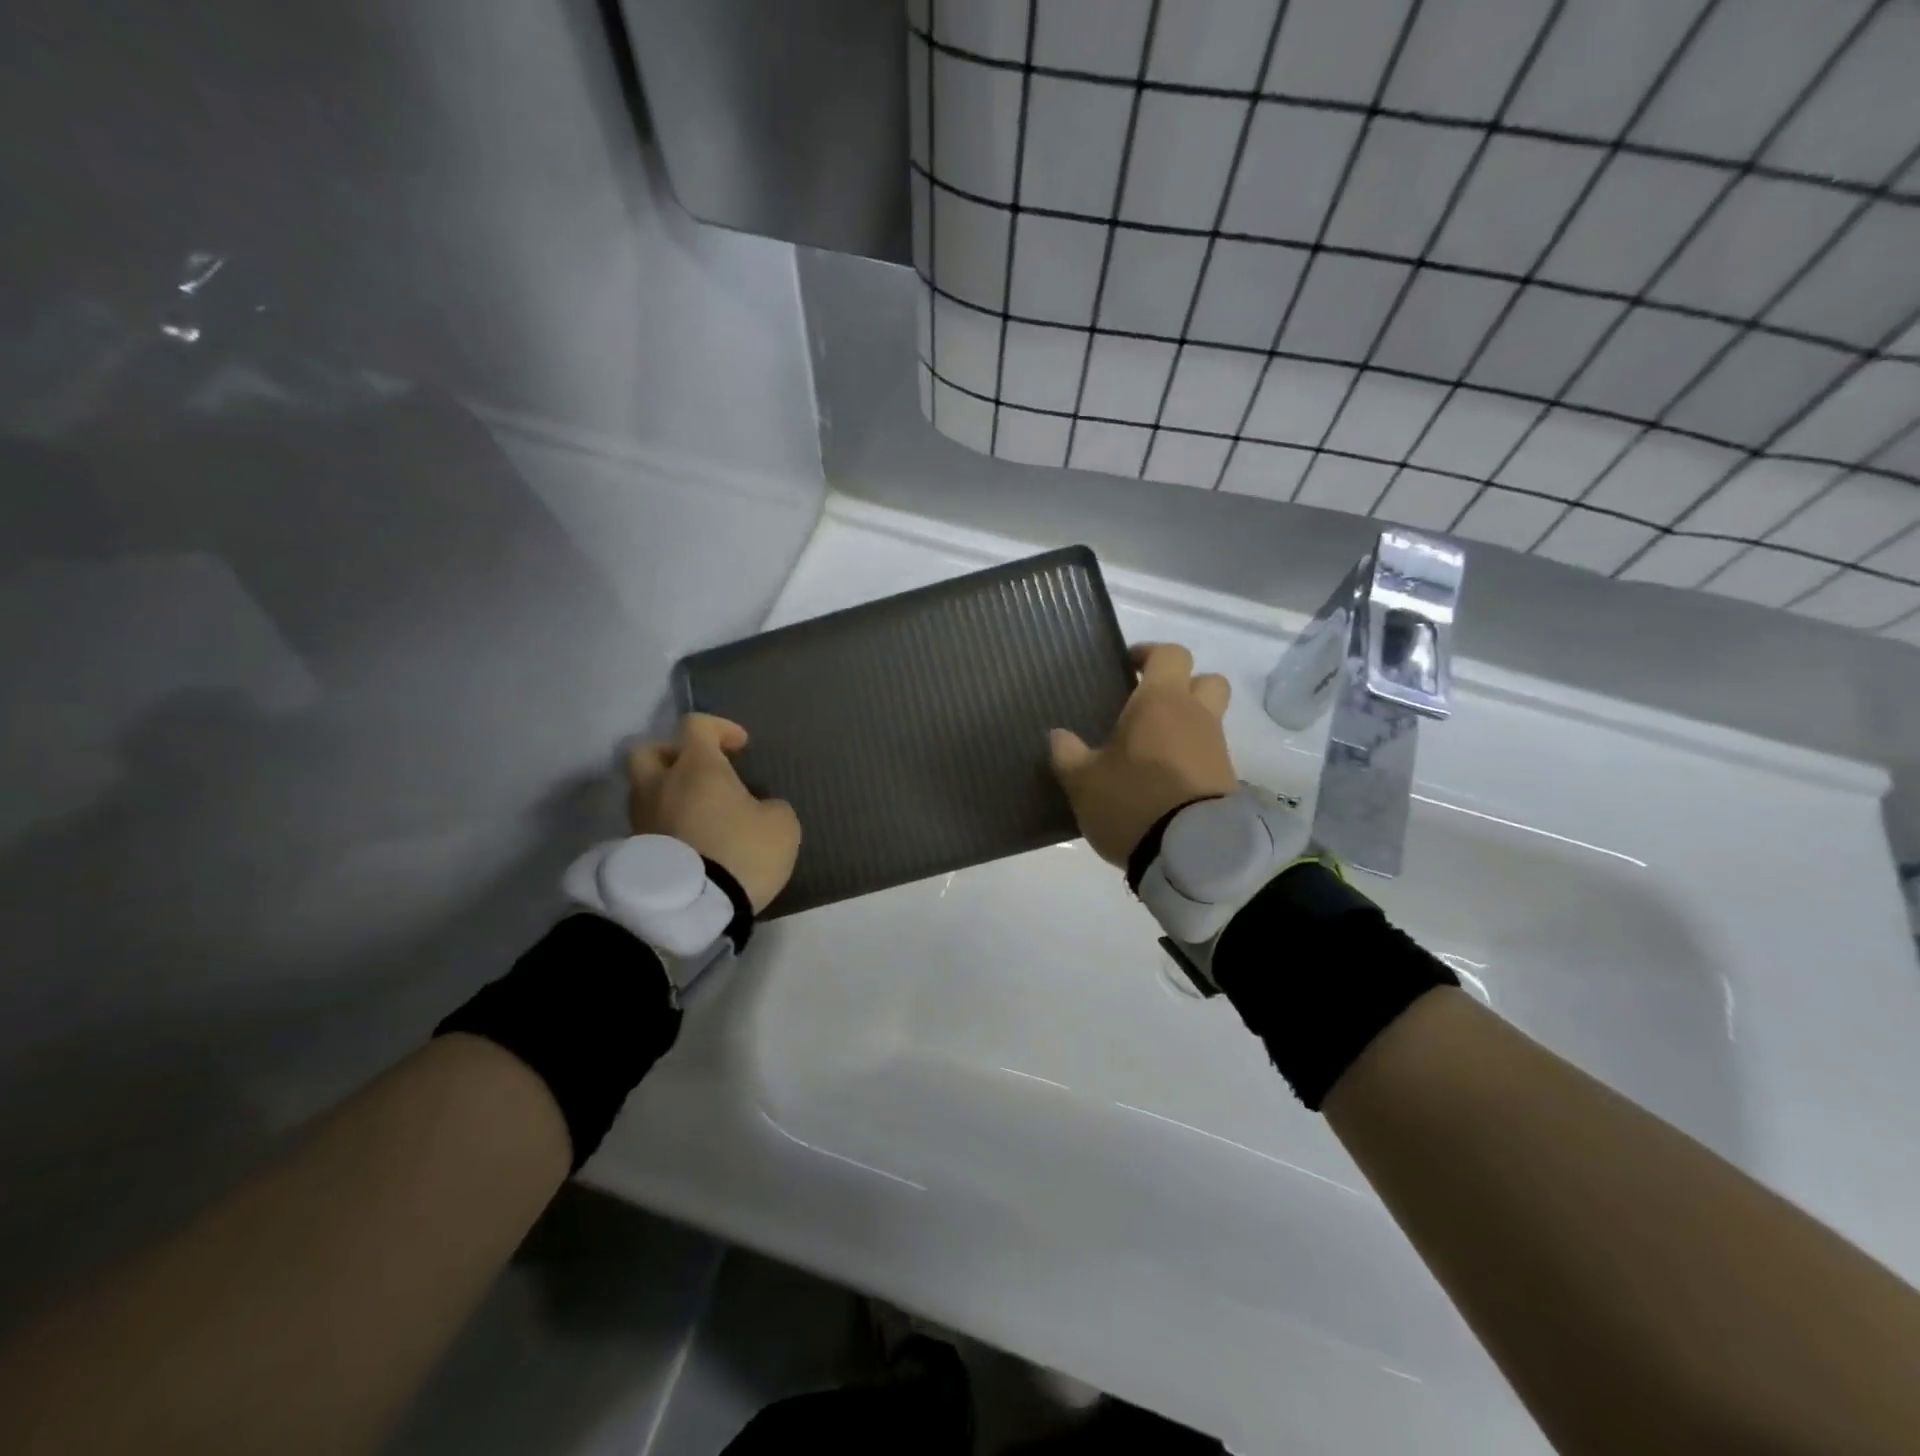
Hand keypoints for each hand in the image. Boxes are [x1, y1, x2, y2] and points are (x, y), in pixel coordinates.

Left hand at [627, 714, 800, 912]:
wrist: (693, 908)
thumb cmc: (741, 852)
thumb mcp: (781, 824)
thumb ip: (769, 806)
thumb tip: (756, 808)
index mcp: (696, 767)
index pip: (696, 725)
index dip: (720, 729)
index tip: (741, 747)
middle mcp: (660, 785)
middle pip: (648, 750)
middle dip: (674, 754)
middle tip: (701, 771)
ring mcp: (642, 819)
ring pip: (645, 790)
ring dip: (669, 792)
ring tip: (699, 812)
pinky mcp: (635, 851)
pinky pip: (650, 824)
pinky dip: (667, 823)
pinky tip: (692, 840)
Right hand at [1049, 643, 1236, 865]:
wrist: (1191, 853)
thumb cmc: (1131, 801)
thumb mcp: (1083, 781)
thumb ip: (1068, 754)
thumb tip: (1058, 735)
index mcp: (1161, 701)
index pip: (1170, 654)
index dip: (1150, 654)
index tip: (1128, 666)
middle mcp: (1196, 716)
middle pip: (1206, 680)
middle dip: (1182, 685)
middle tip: (1149, 706)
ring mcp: (1217, 749)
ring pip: (1209, 719)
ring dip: (1186, 726)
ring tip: (1150, 752)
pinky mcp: (1227, 781)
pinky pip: (1209, 755)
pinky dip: (1191, 758)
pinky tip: (1164, 781)